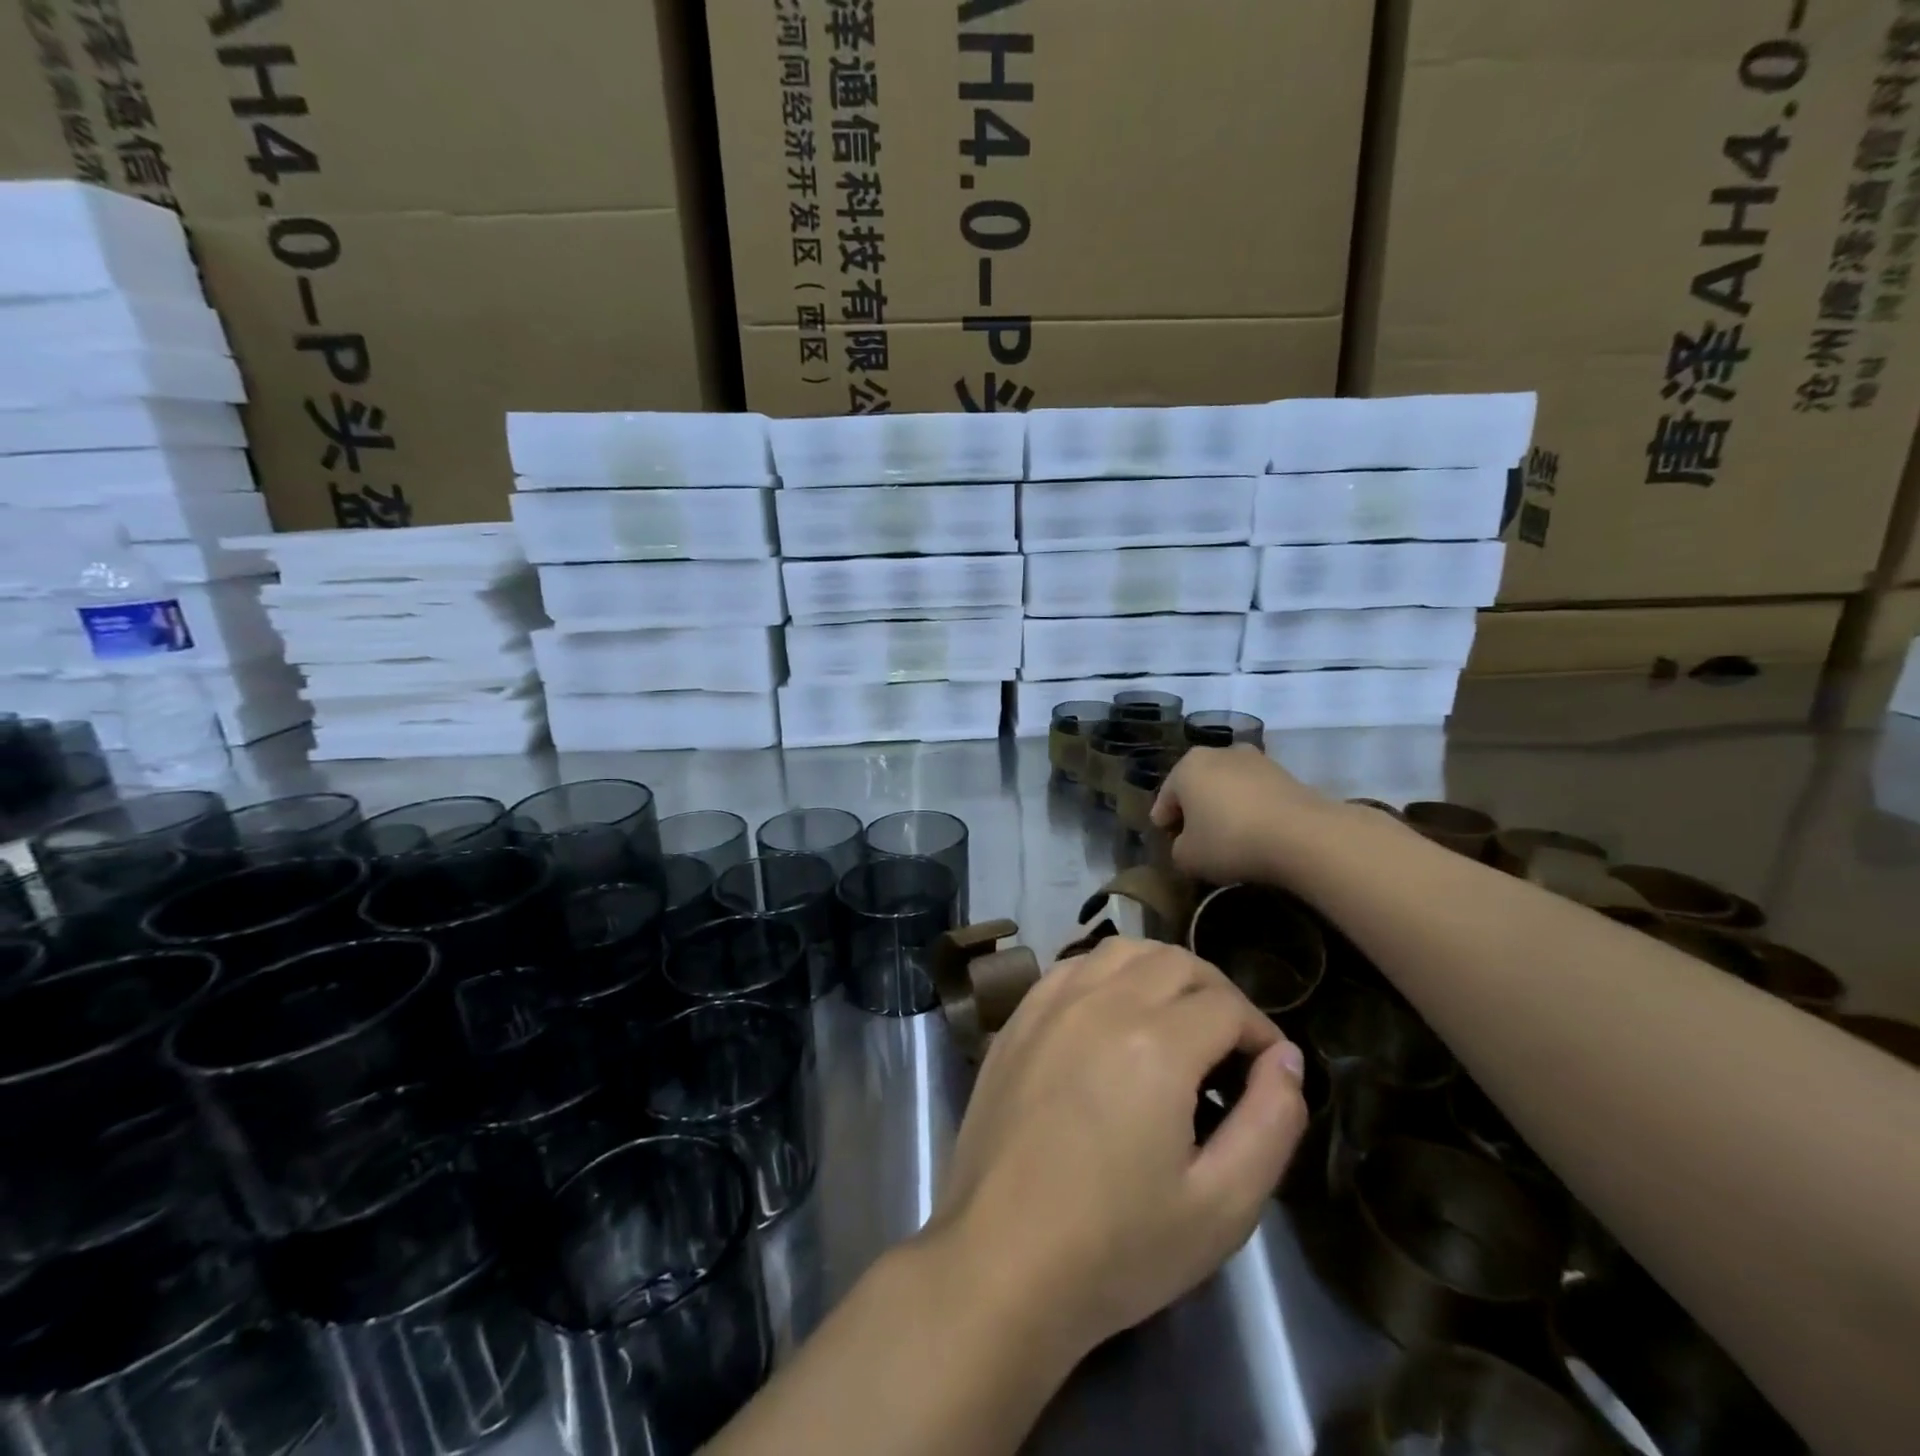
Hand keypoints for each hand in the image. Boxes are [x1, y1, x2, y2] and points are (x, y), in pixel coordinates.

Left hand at [928, 937, 1308, 1359]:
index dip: (1262, 1033)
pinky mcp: (1017, 1019)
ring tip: (1178, 1021)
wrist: (1001, 1260)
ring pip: (1121, 950)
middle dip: (1219, 994)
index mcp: (1155, 1042)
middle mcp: (1100, 1002)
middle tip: (1232, 1046)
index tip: (1269, 1072)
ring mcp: (1050, 1004)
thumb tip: (1285, 1059)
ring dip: (1162, 972)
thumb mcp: (1222, 1207)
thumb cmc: (1117, 1246)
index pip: (1228, 1006)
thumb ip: (1271, 1123)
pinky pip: (1072, 967)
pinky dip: (1108, 974)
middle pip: (1177, 962)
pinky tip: (1113, 1014)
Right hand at [1151, 745, 1335, 884]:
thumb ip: (1178, 849)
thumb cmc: (1230, 841)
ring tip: (1229, 835)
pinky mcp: (1285, 773)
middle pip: (1197, 785)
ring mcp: (1255, 760)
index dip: (1163, 821)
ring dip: (1224, 806)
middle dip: (1194, 809)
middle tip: (1195, 837)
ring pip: (1228, 786)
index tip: (1167, 839)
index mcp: (1186, 767)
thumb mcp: (1188, 857)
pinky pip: (1255, 793)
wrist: (1302, 835)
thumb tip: (1188, 844)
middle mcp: (1218, 753)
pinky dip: (1251, 809)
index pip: (1165, 797)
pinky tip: (1255, 832)